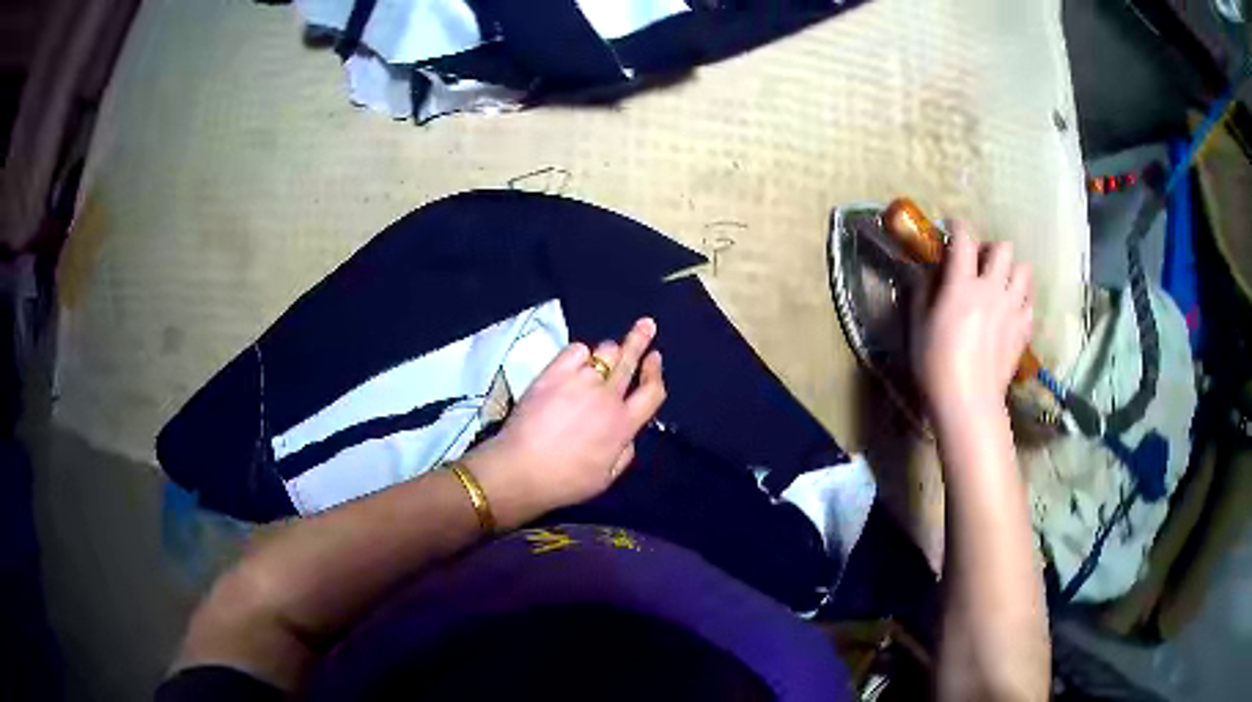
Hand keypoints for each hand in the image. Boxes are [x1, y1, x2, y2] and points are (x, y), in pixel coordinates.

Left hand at [464, 318, 666, 529]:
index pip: (652, 391)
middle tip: (646, 324)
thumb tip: (629, 433)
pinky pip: (575, 350)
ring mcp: (580, 381)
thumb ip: (625, 452)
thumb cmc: (566, 481)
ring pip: (604, 352)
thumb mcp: (607, 478)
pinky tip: (575, 362)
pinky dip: (579, 353)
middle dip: (640, 340)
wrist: (521, 470)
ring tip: (603, 356)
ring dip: (607, 353)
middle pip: (630, 360)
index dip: (656, 373)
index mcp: (624, 425)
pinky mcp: (554, 373)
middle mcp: (607, 398)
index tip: (655, 358)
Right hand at [912, 223, 1032, 427]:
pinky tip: (1011, 312)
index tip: (953, 228)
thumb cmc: (936, 365)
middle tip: (981, 265)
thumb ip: (923, 293)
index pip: (965, 239)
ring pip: (1025, 271)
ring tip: (1002, 285)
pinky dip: (1022, 301)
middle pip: (1004, 249)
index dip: (958, 227)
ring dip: (1013, 272)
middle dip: (991, 250)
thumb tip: (929, 276)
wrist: (969, 402)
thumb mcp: (917, 326)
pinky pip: (1030, 303)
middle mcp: (992, 289)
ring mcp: (1012, 309)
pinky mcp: (1023, 330)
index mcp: (962, 285)